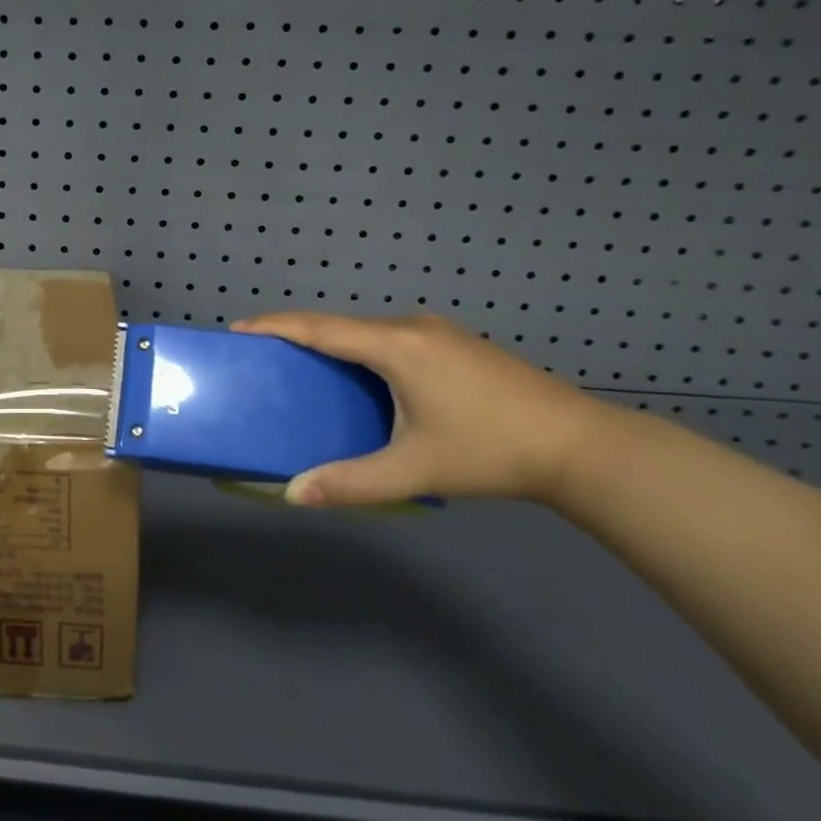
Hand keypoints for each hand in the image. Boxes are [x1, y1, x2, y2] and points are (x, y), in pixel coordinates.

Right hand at [231, 312, 638, 509]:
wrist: (581, 446)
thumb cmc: (491, 450)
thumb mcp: (416, 470)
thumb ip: (351, 482)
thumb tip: (294, 495)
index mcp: (396, 345)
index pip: (320, 327)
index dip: (276, 325)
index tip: (239, 328)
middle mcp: (412, 327)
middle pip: (341, 324)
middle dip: (299, 335)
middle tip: (265, 355)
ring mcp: (439, 332)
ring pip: (368, 331)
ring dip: (333, 343)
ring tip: (306, 366)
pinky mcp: (456, 344)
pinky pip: (390, 338)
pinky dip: (361, 350)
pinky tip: (363, 377)